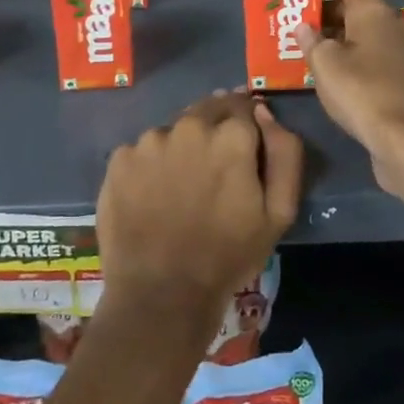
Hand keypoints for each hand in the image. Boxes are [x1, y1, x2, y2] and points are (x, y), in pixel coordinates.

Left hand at [96, 91, 302, 327]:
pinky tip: (153, 196)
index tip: (245, 151)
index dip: (247, 127)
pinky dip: (151, 165)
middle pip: (208, 110)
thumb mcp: (279, 212)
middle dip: (216, 128)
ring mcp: (149, 141)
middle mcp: (188, 126)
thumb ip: (284, 153)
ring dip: (182, 146)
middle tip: (214, 168)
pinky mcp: (119, 159)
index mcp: (231, 136)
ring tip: (181, 186)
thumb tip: (264, 112)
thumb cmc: (228, 256)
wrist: (161, 295)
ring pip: (174, 130)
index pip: (244, 107)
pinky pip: (142, 151)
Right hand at [300, 0, 403, 195]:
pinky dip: (351, 55)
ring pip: (363, 33)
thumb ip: (311, 40)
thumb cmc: (360, 91)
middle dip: (325, 11)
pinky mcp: (402, 75)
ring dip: (337, 36)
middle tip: (296, 19)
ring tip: (306, 45)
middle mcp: (391, 23)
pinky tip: (330, 71)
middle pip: (355, 7)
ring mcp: (401, 50)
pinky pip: (371, 54)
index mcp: (373, 11)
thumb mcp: (325, 63)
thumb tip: (304, 26)